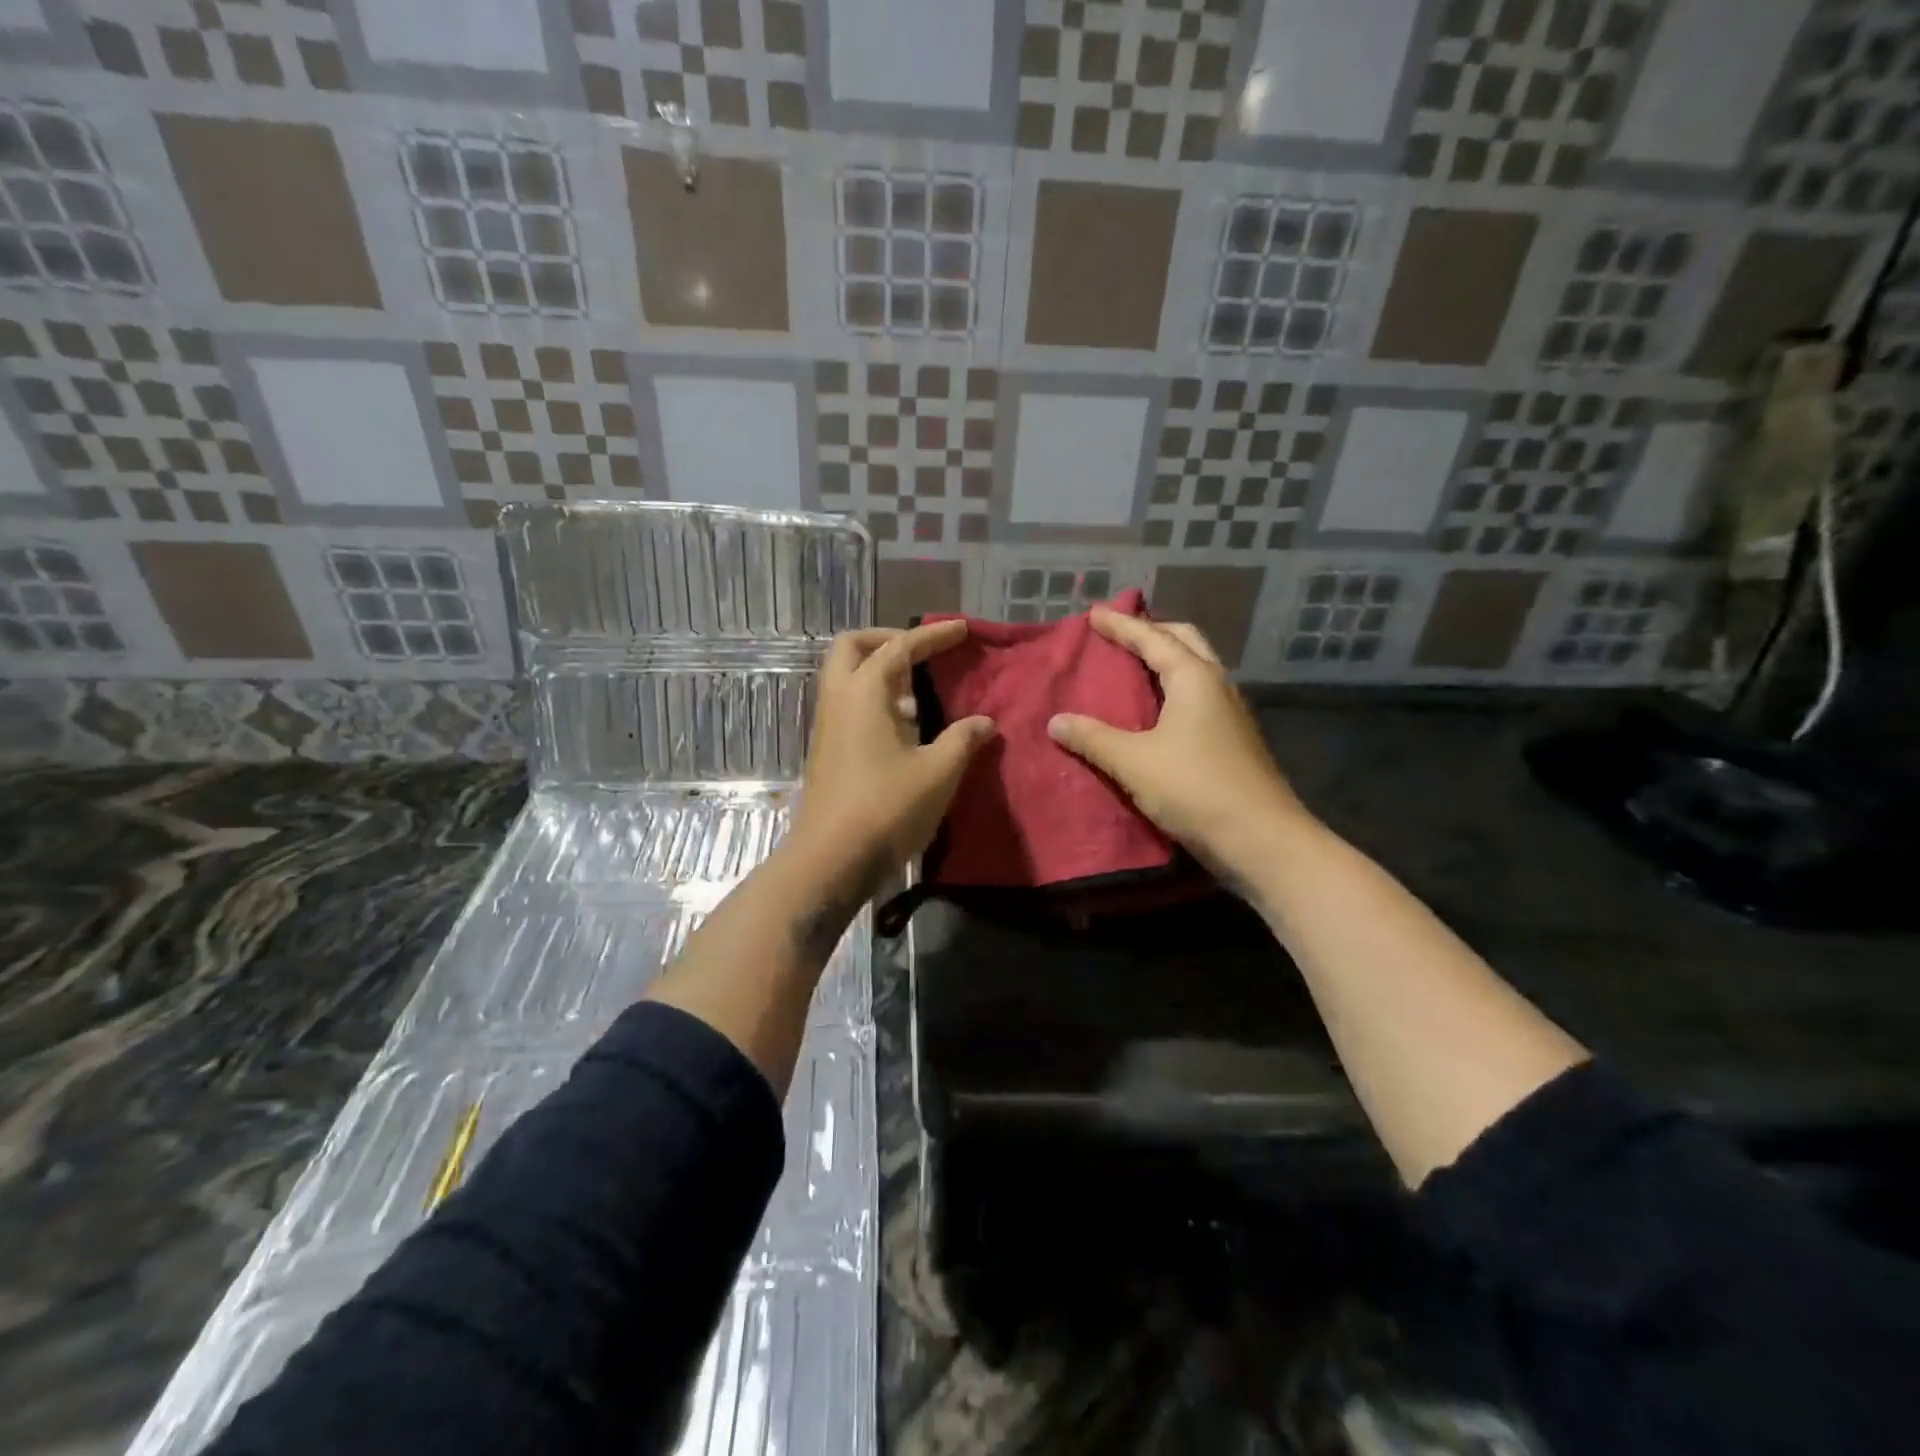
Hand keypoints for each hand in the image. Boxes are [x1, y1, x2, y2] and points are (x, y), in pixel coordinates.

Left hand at [788, 621, 994, 896]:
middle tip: (921, 653)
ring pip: (846, 677)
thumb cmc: (887, 808)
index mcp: (864, 692)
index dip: (933, 636)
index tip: (960, 629)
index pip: (900, 647)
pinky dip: (874, 699)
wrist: (832, 858)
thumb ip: (963, 740)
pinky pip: (848, 704)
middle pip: (853, 647)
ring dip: (879, 671)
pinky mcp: (827, 750)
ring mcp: (827, 725)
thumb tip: (983, 722)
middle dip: (887, 640)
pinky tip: (905, 727)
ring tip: (919, 691)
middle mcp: (839, 699)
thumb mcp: (938, 772)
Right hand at [1047, 608, 1306, 881]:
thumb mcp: (1133, 762)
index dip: (1121, 625)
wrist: (1260, 839)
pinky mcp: (1233, 740)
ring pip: (1197, 669)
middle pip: (1184, 641)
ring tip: (1136, 664)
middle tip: (1121, 632)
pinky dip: (1174, 689)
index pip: (1152, 638)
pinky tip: (1159, 709)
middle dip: (1152, 631)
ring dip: (1167, 659)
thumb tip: (1056, 721)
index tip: (1094, 613)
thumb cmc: (1194, 788)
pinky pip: (1199, 697)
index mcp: (1194, 678)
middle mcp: (1217, 686)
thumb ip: (1093, 738)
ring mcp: (1230, 714)